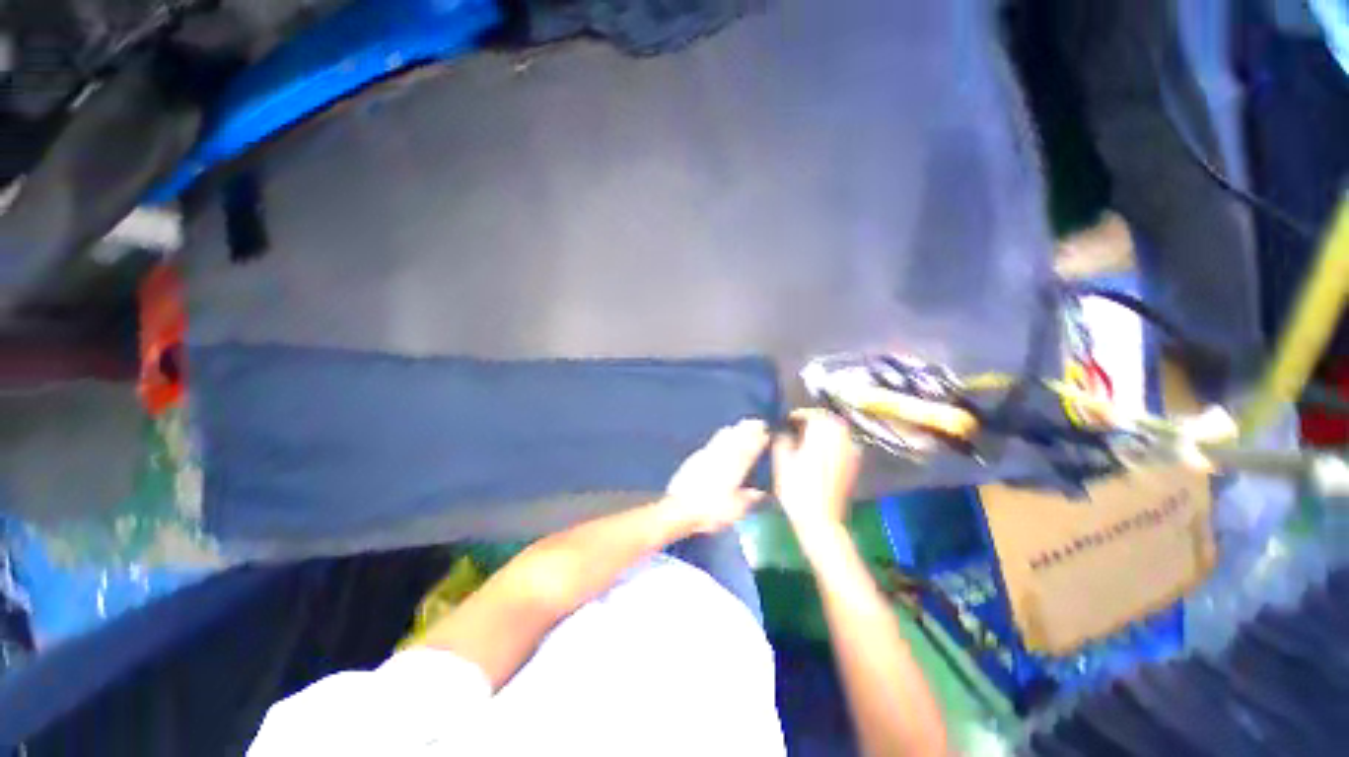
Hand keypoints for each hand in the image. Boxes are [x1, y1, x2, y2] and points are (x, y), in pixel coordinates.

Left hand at [664, 419, 770, 534]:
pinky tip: (723, 432)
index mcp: (735, 471)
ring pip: (725, 438)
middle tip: (758, 422)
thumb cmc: (710, 511)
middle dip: (749, 431)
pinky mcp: (697, 458)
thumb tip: (759, 493)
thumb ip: (747, 499)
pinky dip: (721, 435)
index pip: (749, 452)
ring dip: (736, 430)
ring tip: (743, 423)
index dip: (758, 442)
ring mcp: (709, 456)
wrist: (680, 507)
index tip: (766, 433)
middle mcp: (723, 460)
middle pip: (738, 441)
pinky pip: (713, 442)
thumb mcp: (734, 511)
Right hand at [772, 410, 861, 530]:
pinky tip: (819, 453)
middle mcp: (842, 438)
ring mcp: (851, 452)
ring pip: (839, 431)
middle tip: (797, 427)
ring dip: (824, 431)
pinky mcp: (854, 465)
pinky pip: (844, 445)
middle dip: (813, 420)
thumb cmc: (797, 489)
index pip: (812, 413)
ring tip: (807, 439)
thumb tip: (783, 431)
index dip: (798, 415)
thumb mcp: (781, 461)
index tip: (786, 421)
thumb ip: (782, 439)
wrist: (820, 520)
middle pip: (829, 420)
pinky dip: (833, 443)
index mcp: (823, 433)